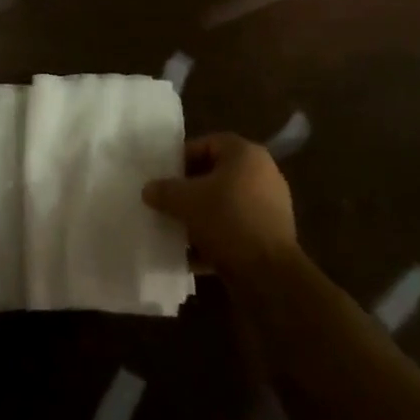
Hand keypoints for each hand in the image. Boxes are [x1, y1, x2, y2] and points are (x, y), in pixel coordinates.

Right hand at [143, 132, 298, 279]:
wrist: (269, 275)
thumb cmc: (227, 221)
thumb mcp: (186, 201)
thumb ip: (164, 191)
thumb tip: (148, 189)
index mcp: (246, 154)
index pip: (208, 144)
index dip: (183, 157)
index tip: (164, 175)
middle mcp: (262, 174)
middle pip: (217, 175)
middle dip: (190, 190)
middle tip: (168, 202)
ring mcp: (270, 206)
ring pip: (225, 205)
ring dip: (201, 217)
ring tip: (177, 230)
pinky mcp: (270, 236)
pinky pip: (235, 229)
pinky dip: (215, 239)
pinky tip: (192, 255)